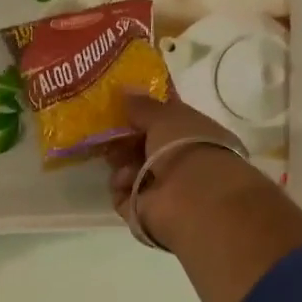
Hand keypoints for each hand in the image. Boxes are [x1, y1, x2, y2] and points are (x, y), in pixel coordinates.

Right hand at [105, 93, 258, 243]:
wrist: (191, 198)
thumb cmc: (186, 147)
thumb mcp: (165, 116)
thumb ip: (143, 105)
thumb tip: (125, 89)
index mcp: (192, 135)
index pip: (163, 123)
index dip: (143, 115)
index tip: (121, 107)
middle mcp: (178, 162)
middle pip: (142, 148)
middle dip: (125, 140)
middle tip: (108, 132)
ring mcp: (161, 189)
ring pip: (130, 171)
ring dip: (121, 163)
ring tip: (119, 160)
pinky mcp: (142, 211)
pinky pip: (122, 194)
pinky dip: (120, 187)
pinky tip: (124, 181)